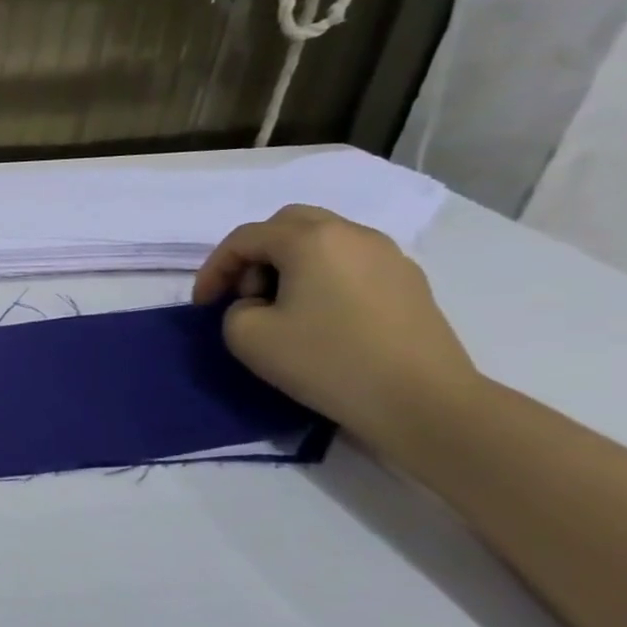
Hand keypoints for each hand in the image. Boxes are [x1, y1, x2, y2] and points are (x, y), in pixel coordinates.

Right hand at [192, 205, 480, 453]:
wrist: (422, 401)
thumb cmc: (327, 361)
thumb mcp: (246, 336)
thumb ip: (235, 308)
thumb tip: (259, 304)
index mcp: (310, 240)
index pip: (244, 238)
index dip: (214, 268)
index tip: (203, 305)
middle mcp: (352, 234)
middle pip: (287, 225)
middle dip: (255, 255)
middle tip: (243, 294)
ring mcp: (388, 256)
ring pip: (322, 241)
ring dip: (290, 265)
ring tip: (280, 307)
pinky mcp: (409, 282)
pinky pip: (350, 263)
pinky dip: (323, 277)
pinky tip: (320, 317)